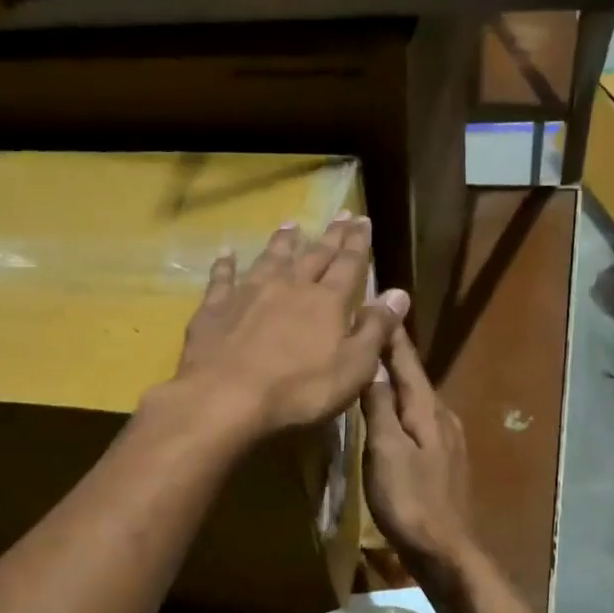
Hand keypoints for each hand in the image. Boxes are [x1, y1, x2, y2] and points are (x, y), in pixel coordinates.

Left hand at [173, 213, 409, 436]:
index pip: (349, 265)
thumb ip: (376, 329)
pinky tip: (226, 253)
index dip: (358, 243)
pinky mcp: (215, 309)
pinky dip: (225, 264)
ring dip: (282, 242)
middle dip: (330, 236)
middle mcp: (289, 287)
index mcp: (326, 301)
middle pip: (314, 255)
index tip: (363, 221)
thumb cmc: (299, 390)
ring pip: (270, 259)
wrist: (225, 397)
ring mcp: (248, 294)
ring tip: (292, 224)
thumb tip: (398, 293)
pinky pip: (222, 279)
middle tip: (340, 215)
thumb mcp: (353, 368)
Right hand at [362, 323, 476, 575]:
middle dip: (391, 353)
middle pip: (412, 377)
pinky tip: (389, 414)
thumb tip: (373, 366)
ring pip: (416, 399)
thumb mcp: (386, 451)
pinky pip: (417, 421)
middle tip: (366, 330)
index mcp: (427, 409)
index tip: (377, 303)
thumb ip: (380, 407)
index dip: (390, 334)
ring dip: (395, 380)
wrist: (446, 550)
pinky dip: (400, 408)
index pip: (405, 361)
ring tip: (372, 366)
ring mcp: (446, 439)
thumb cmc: (410, 501)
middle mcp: (442, 416)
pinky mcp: (443, 460)